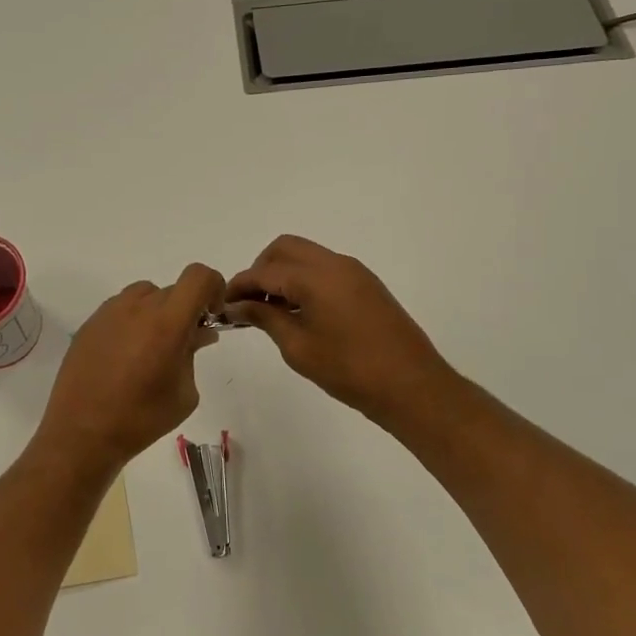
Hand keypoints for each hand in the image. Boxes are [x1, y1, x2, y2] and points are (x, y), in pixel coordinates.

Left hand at [33, 264, 225, 473]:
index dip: (213, 288)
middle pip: (172, 290)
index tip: (210, 316)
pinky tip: (125, 356)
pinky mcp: (89, 324)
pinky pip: (120, 310)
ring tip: (151, 349)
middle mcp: (137, 307)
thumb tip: (197, 333)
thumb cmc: (142, 418)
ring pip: (144, 295)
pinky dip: (132, 322)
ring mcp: (109, 312)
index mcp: (166, 322)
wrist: (82, 433)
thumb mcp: (184, 393)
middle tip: (183, 345)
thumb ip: (193, 354)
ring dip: (157, 313)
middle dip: (185, 311)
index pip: (199, 277)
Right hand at [225, 235, 453, 434]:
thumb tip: (238, 306)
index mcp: (316, 277)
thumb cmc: (350, 370)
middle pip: (285, 249)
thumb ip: (265, 319)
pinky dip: (304, 280)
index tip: (223, 305)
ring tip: (270, 311)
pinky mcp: (366, 285)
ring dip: (283, 274)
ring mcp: (354, 272)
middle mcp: (335, 264)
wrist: (413, 386)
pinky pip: (324, 269)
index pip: (265, 271)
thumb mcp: (298, 347)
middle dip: (260, 270)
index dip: (239, 285)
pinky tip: (298, 312)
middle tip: (249, 303)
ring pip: (306, 256)